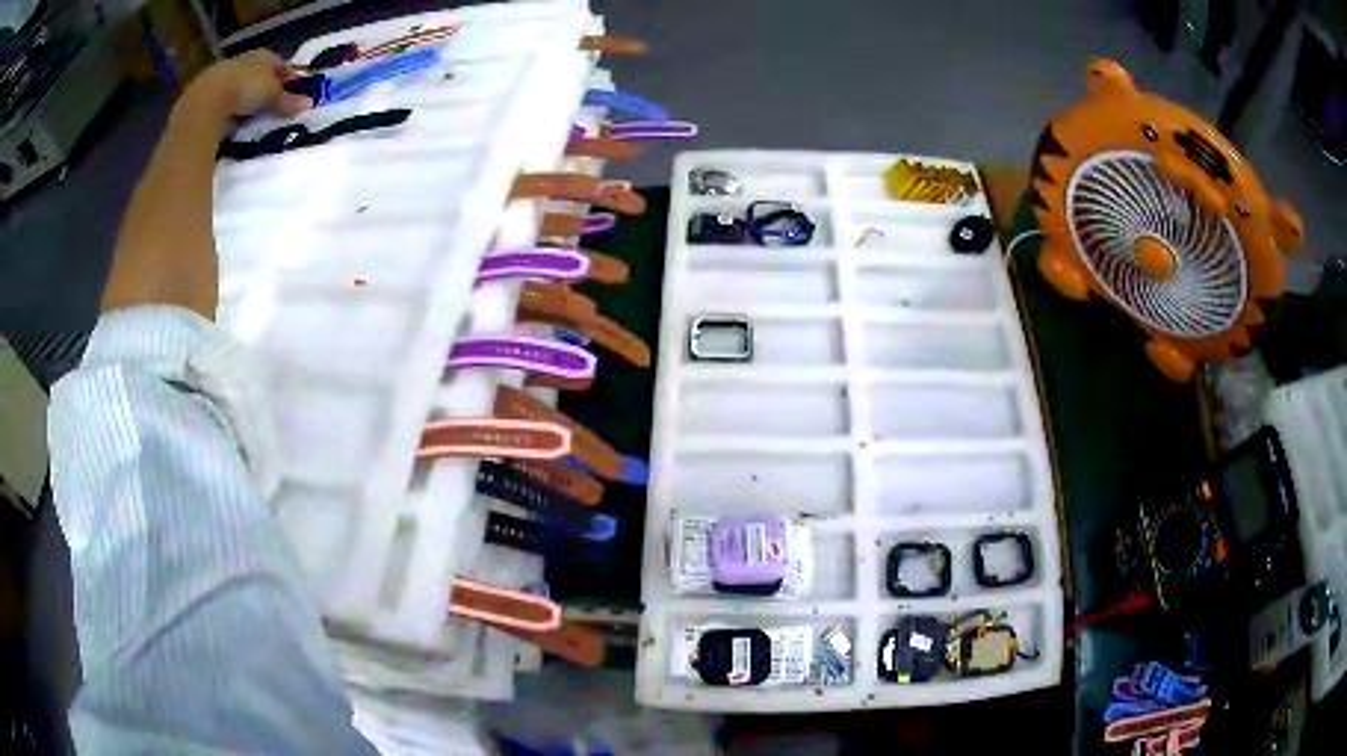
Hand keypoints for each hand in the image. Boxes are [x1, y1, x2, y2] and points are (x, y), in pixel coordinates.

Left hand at [185, 50, 312, 120]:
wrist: (206, 100)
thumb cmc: (245, 88)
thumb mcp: (271, 96)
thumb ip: (287, 100)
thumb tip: (309, 104)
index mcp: (263, 56)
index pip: (279, 64)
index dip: (287, 77)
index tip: (293, 91)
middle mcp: (244, 61)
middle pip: (257, 74)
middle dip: (264, 88)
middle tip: (271, 106)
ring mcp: (223, 76)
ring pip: (238, 87)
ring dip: (244, 100)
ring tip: (249, 118)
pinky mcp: (206, 95)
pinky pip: (222, 103)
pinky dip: (228, 112)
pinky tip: (230, 124)